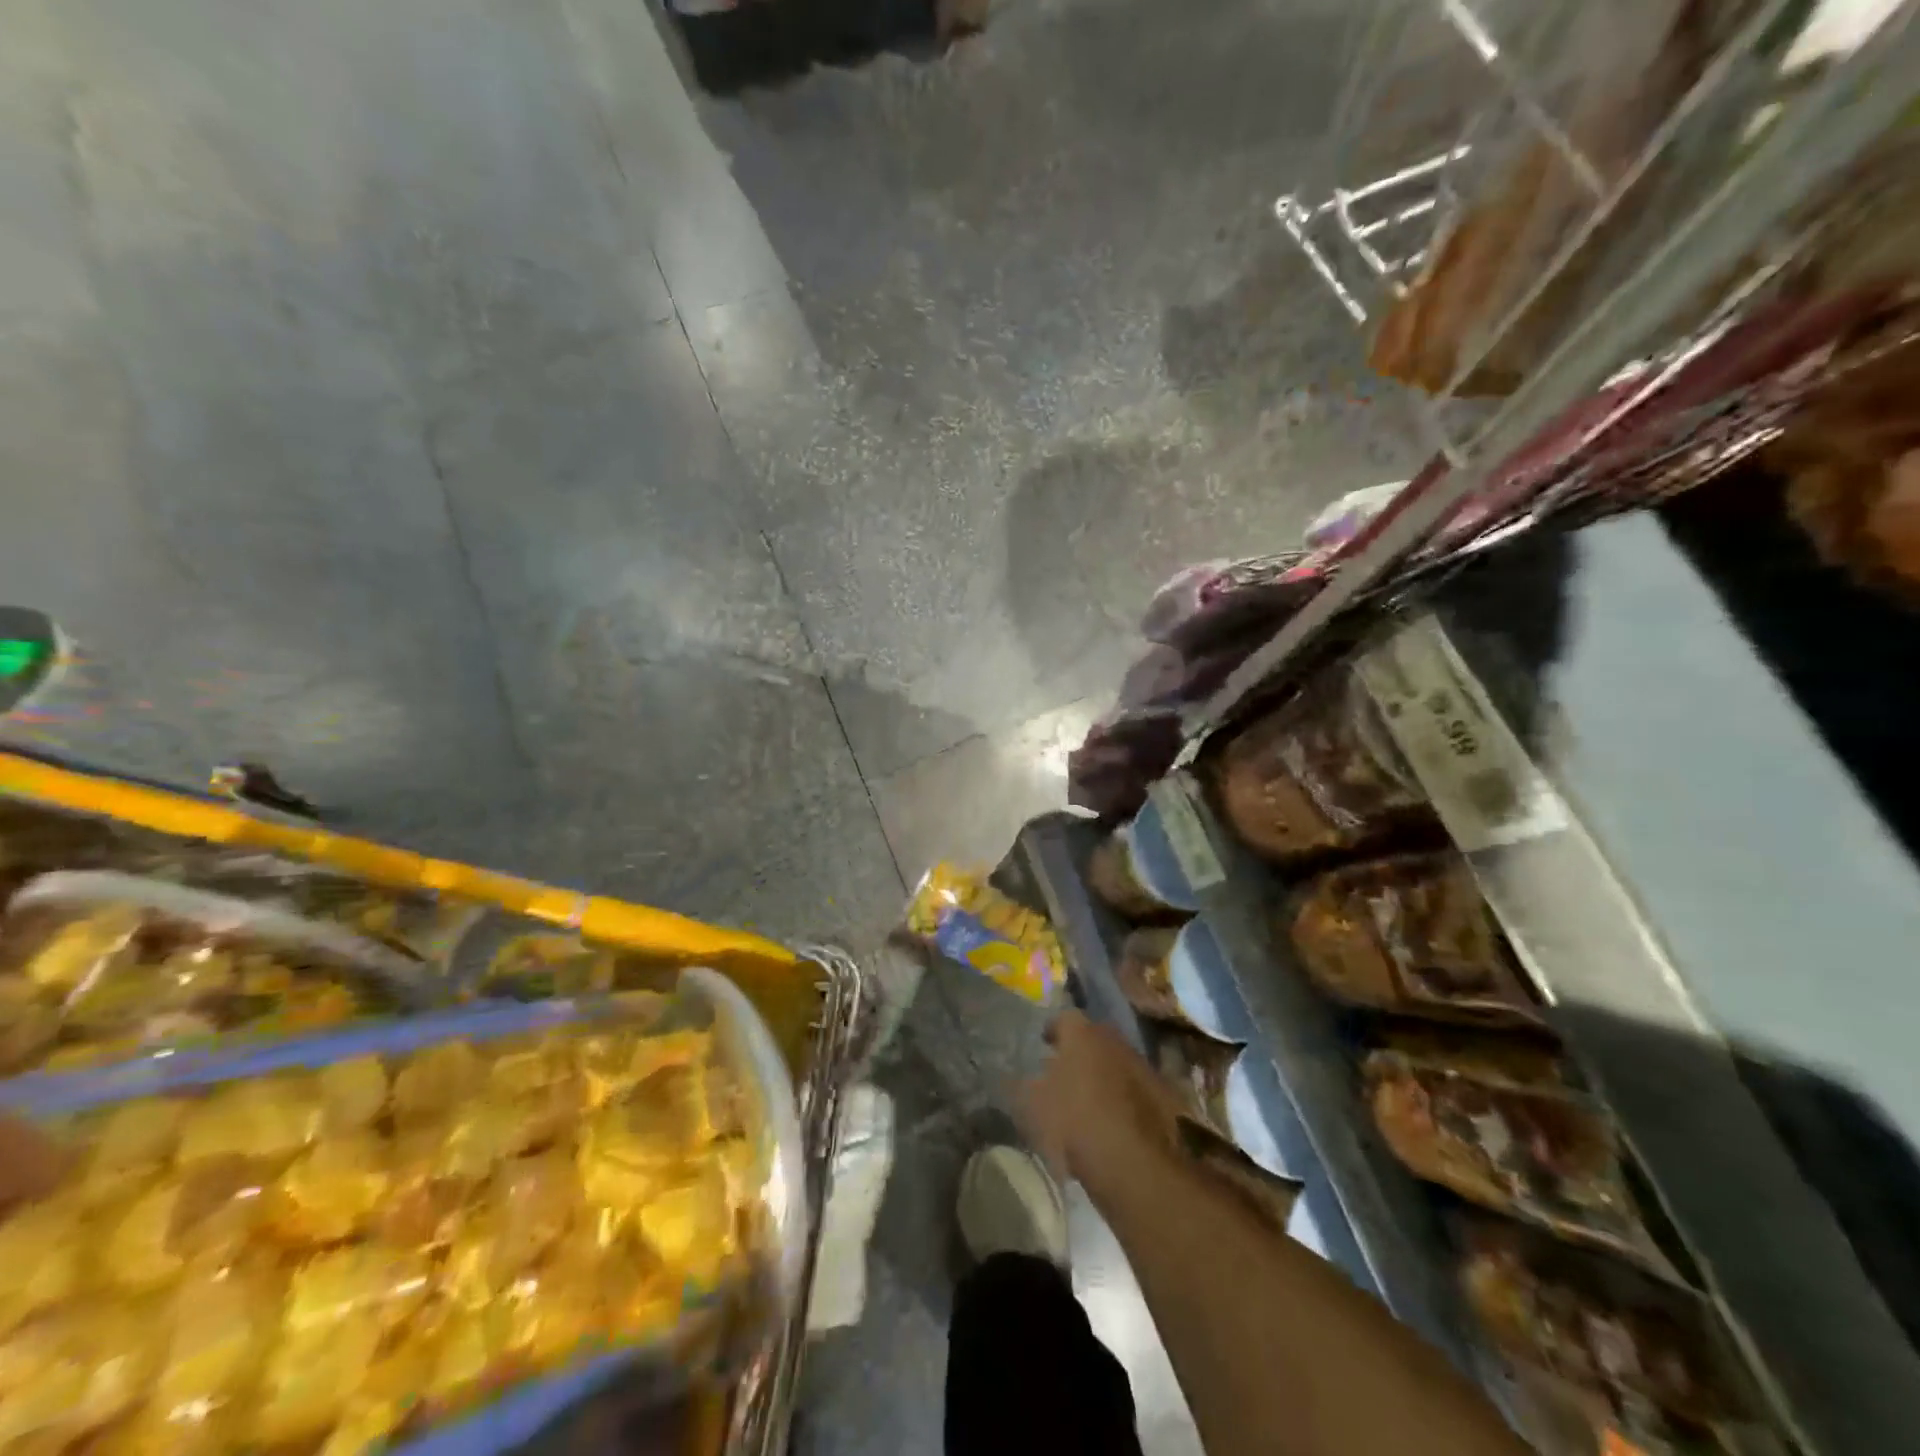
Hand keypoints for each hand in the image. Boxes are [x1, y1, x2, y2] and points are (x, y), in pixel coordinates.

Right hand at [1021, 1010, 1183, 1201]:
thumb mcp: (1034, 1108)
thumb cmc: (1075, 1125)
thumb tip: (1022, 1077)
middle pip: (1093, 1037)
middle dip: (1080, 1051)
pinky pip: (1135, 1088)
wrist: (1137, 1166)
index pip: (1064, 1018)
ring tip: (1089, 1099)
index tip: (1044, 1044)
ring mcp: (1142, 1066)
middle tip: (1065, 1071)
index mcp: (1082, 1034)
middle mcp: (1115, 1040)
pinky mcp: (1164, 1095)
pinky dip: (1123, 1097)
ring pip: (1116, 1061)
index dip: (1053, 1031)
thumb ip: (1024, 1086)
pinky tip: (1113, 1120)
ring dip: (1103, 1073)